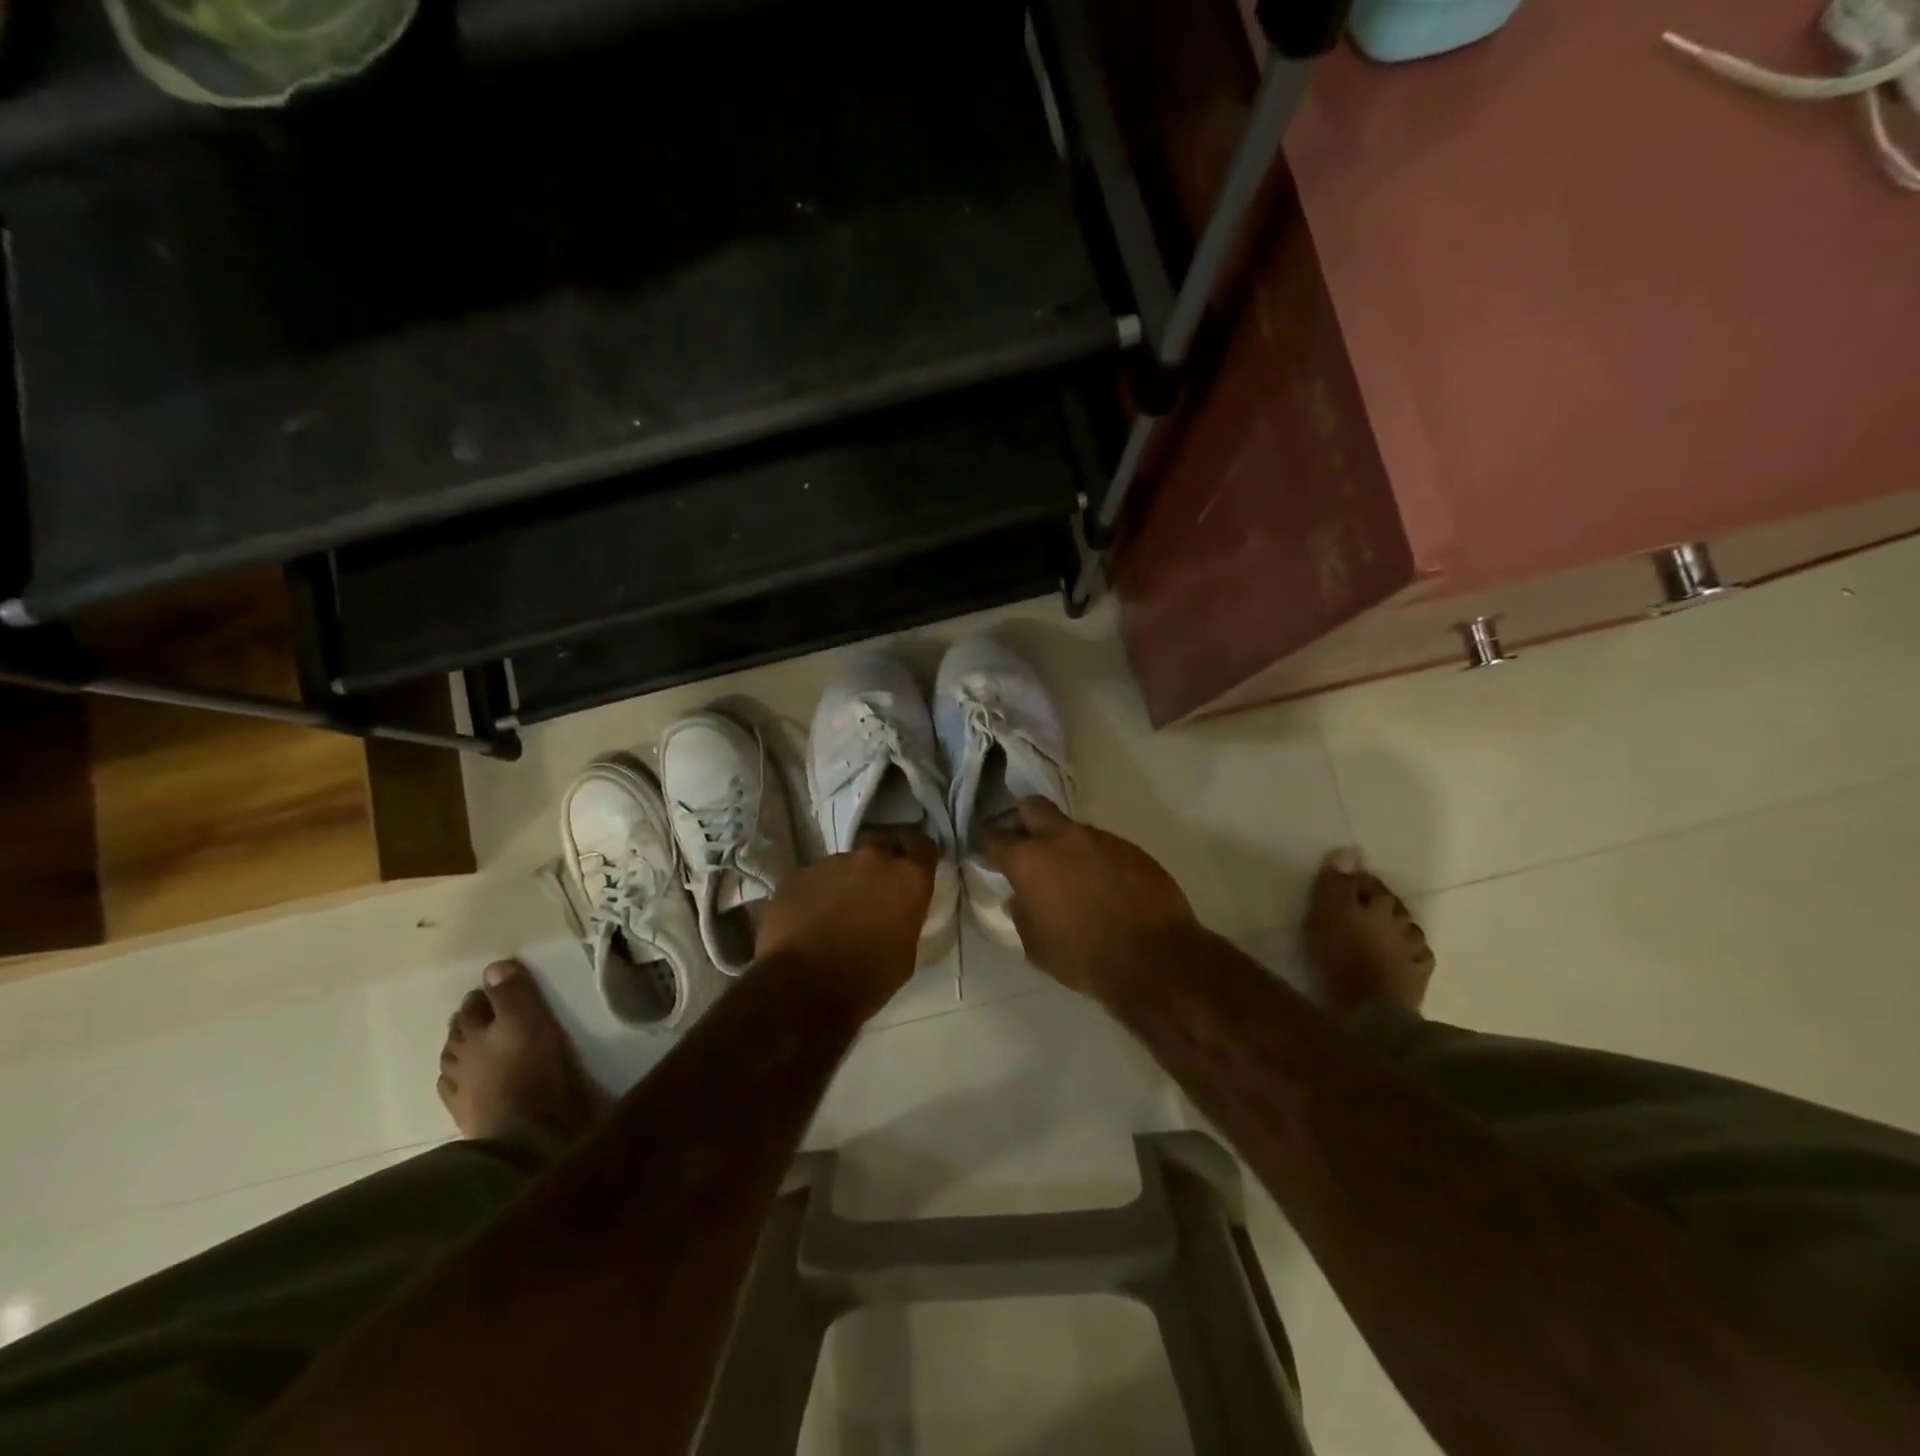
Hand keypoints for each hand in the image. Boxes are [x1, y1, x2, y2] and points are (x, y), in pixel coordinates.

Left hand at [754, 828, 938, 1005]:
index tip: (914, 870)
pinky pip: (812, 879)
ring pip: (843, 863)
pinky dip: (814, 894)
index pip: (923, 846)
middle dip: (881, 859)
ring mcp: (830, 863)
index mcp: (907, 877)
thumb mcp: (906, 953)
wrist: (804, 989)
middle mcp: (872, 859)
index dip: (918, 856)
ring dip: (845, 881)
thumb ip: (906, 918)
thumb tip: (897, 912)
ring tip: (835, 912)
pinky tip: (807, 921)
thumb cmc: (868, 978)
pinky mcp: (796, 874)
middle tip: (875, 889)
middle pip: (881, 842)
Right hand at [984, 799, 1197, 996]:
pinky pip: (1104, 847)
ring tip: (1071, 876)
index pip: (995, 837)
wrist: (1154, 958)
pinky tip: (1104, 887)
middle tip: (1025, 844)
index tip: (987, 851)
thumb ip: (1022, 915)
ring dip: (1065, 845)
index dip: (987, 843)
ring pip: (1072, 829)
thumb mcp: (1036, 947)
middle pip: (1034, 808)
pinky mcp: (1131, 849)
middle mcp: (1062, 839)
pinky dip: (1096, 860)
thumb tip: (1018, 898)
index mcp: (1030, 860)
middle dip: (1023, 819)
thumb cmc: (1083, 957)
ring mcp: (1101, 839)